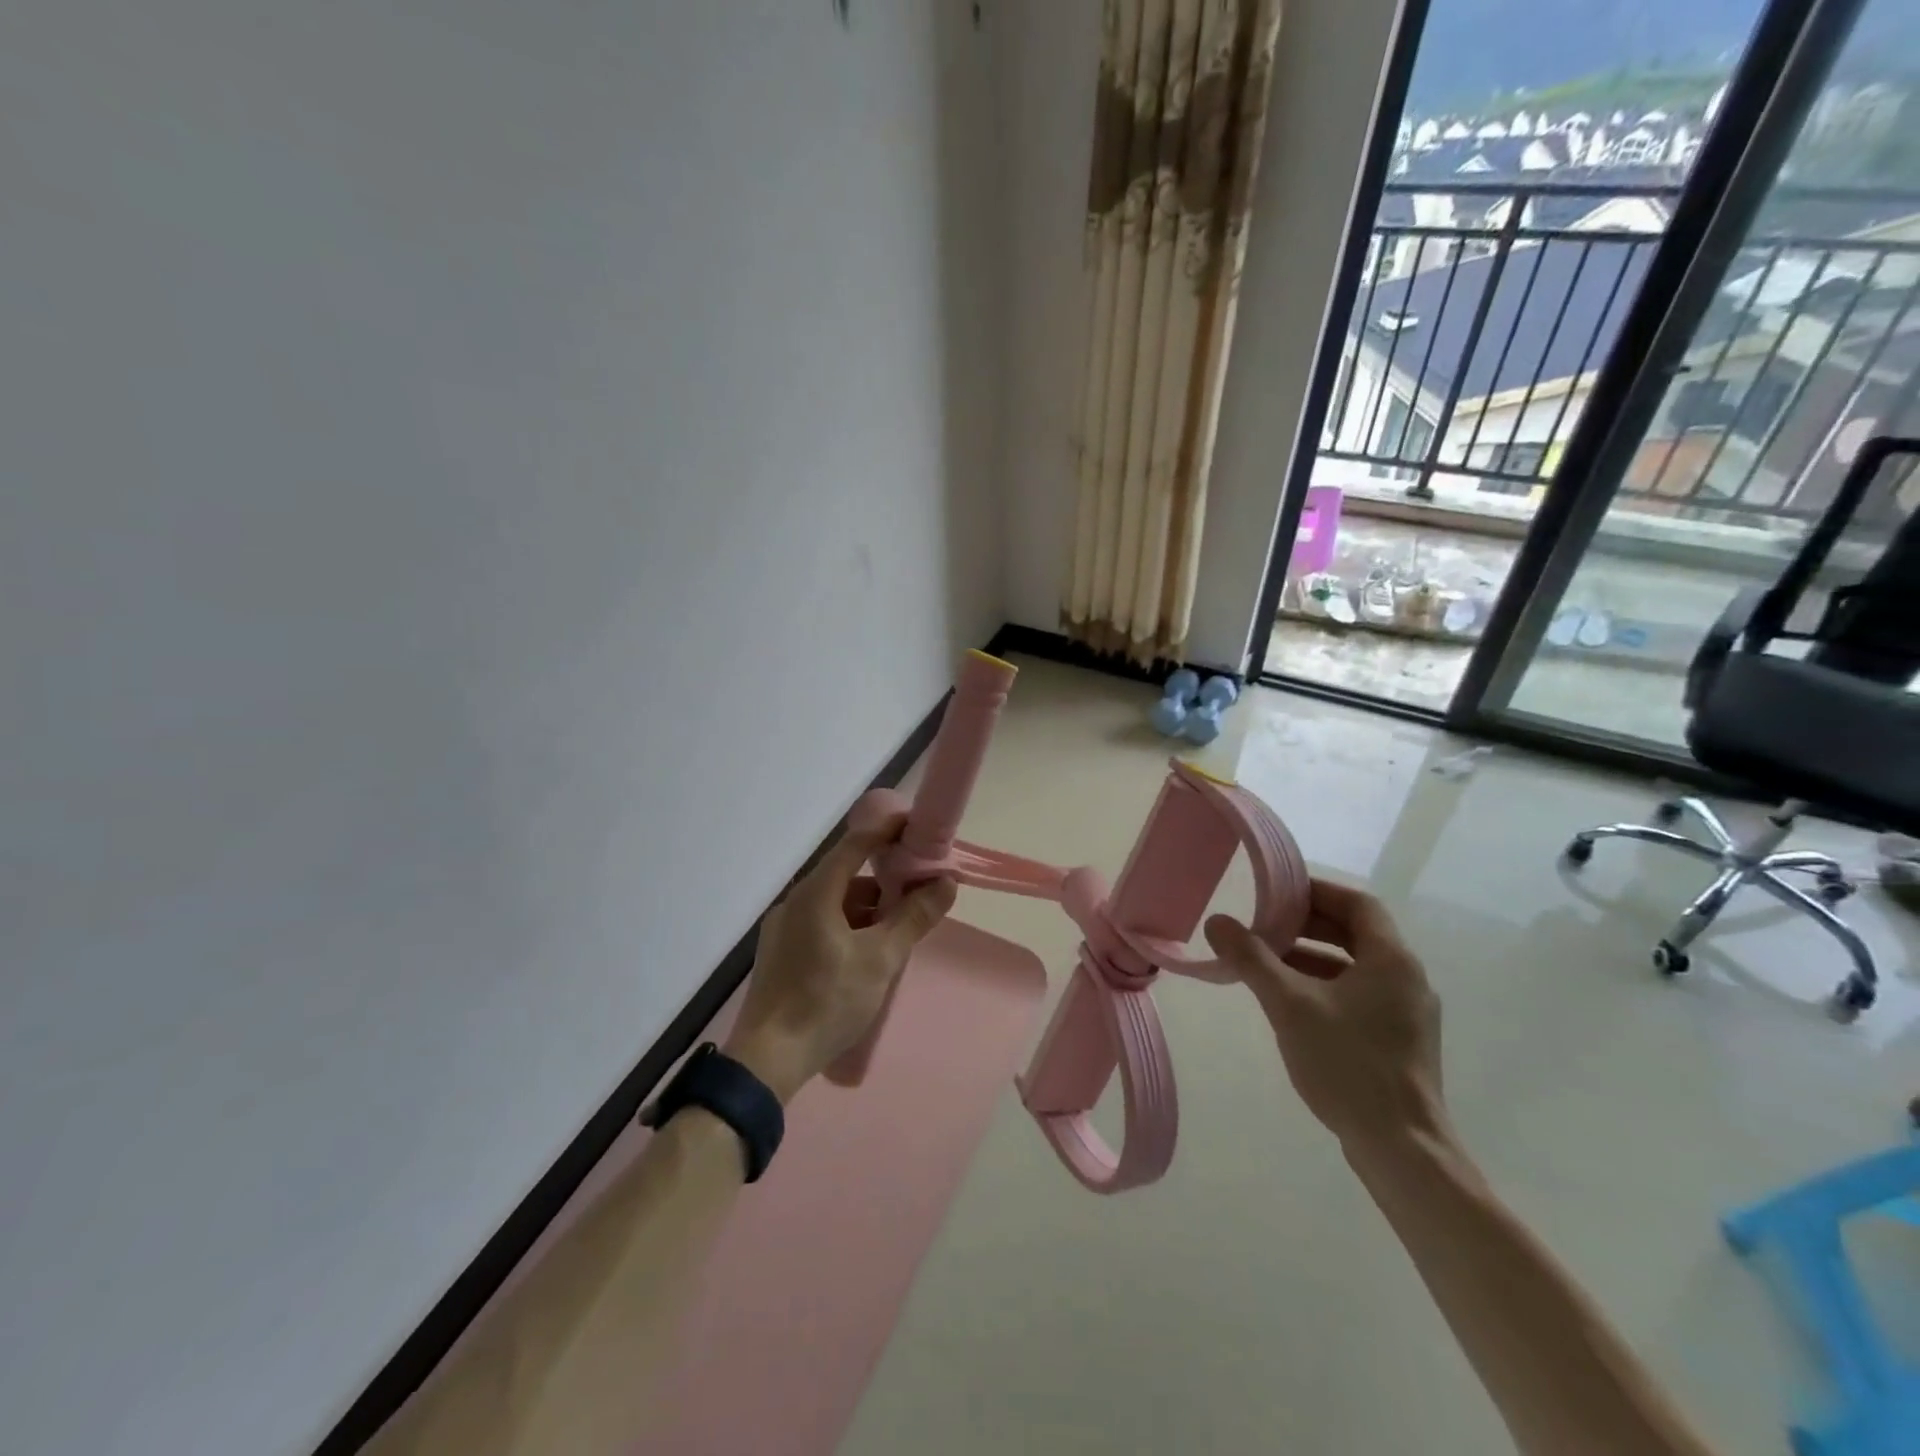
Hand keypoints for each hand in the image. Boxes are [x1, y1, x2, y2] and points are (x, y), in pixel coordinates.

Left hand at [723, 811, 956, 1102]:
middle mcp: (795, 902)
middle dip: (884, 880)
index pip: (856, 845)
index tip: (916, 827)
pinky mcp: (781, 953)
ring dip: (868, 909)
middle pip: (846, 876)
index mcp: (815, 893)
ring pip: (835, 903)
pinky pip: (822, 924)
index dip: (887, 831)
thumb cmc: (827, 1001)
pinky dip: (849, 927)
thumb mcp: (881, 958)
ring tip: (899, 930)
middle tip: (919, 890)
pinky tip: (868, 954)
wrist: (768, 1060)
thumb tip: (946, 882)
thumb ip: (914, 916)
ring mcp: (783, 928)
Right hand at [1204, 878, 1445, 1153]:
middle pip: (1356, 933)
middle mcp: (1407, 979)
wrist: (1401, 1149)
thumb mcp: (1289, 1004)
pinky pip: (1359, 995)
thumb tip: (1217, 922)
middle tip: (1263, 925)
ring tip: (1265, 962)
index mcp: (1392, 960)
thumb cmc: (1348, 1064)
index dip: (1316, 892)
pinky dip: (1324, 986)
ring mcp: (1406, 1013)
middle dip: (1307, 925)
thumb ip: (1252, 959)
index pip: (1357, 903)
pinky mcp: (1399, 1042)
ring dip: (1311, 957)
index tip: (1276, 893)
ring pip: (1355, 966)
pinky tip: (1289, 1003)